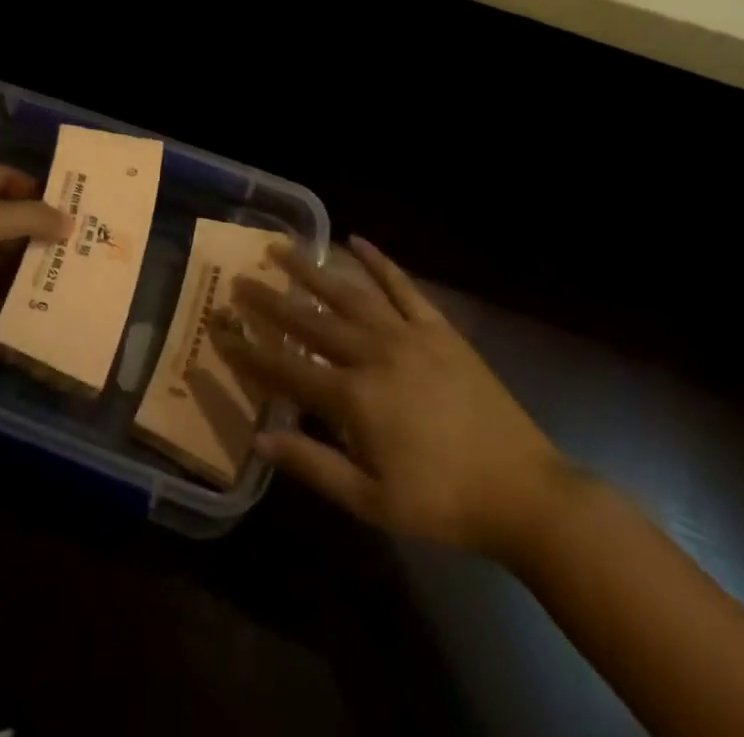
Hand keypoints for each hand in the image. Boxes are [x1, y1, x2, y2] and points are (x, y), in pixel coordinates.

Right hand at [213, 236, 572, 564]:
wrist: (523, 491)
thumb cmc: (442, 502)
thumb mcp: (372, 501)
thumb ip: (313, 464)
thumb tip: (260, 439)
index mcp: (354, 398)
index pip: (286, 367)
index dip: (249, 349)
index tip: (220, 329)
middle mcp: (374, 353)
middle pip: (311, 321)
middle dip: (271, 301)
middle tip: (240, 279)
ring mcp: (408, 334)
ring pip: (349, 293)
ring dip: (313, 270)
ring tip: (283, 248)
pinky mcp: (437, 328)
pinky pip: (402, 286)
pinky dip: (379, 261)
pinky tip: (357, 241)